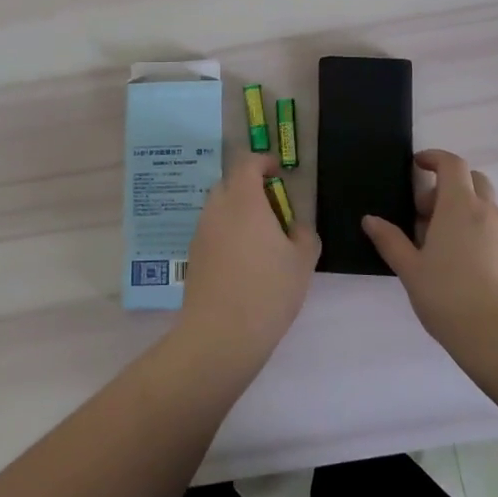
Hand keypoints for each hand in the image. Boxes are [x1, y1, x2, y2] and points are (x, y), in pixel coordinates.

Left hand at [173, 153, 320, 376]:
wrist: (221, 334)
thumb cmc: (268, 290)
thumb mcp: (302, 261)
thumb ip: (304, 234)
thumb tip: (296, 227)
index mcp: (244, 200)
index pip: (247, 164)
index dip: (263, 162)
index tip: (278, 172)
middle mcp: (217, 209)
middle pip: (229, 184)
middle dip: (250, 187)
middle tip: (273, 207)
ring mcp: (200, 232)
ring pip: (218, 208)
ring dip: (237, 212)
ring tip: (260, 238)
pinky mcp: (193, 256)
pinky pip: (211, 231)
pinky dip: (226, 233)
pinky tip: (243, 261)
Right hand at [363, 149, 497, 357]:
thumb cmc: (449, 298)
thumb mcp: (410, 270)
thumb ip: (390, 241)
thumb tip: (371, 219)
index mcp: (459, 207)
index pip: (452, 164)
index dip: (434, 158)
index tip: (417, 165)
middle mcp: (488, 212)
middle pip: (474, 180)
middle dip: (449, 186)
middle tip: (426, 214)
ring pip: (487, 208)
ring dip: (464, 213)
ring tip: (443, 247)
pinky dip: (480, 234)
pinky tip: (466, 268)